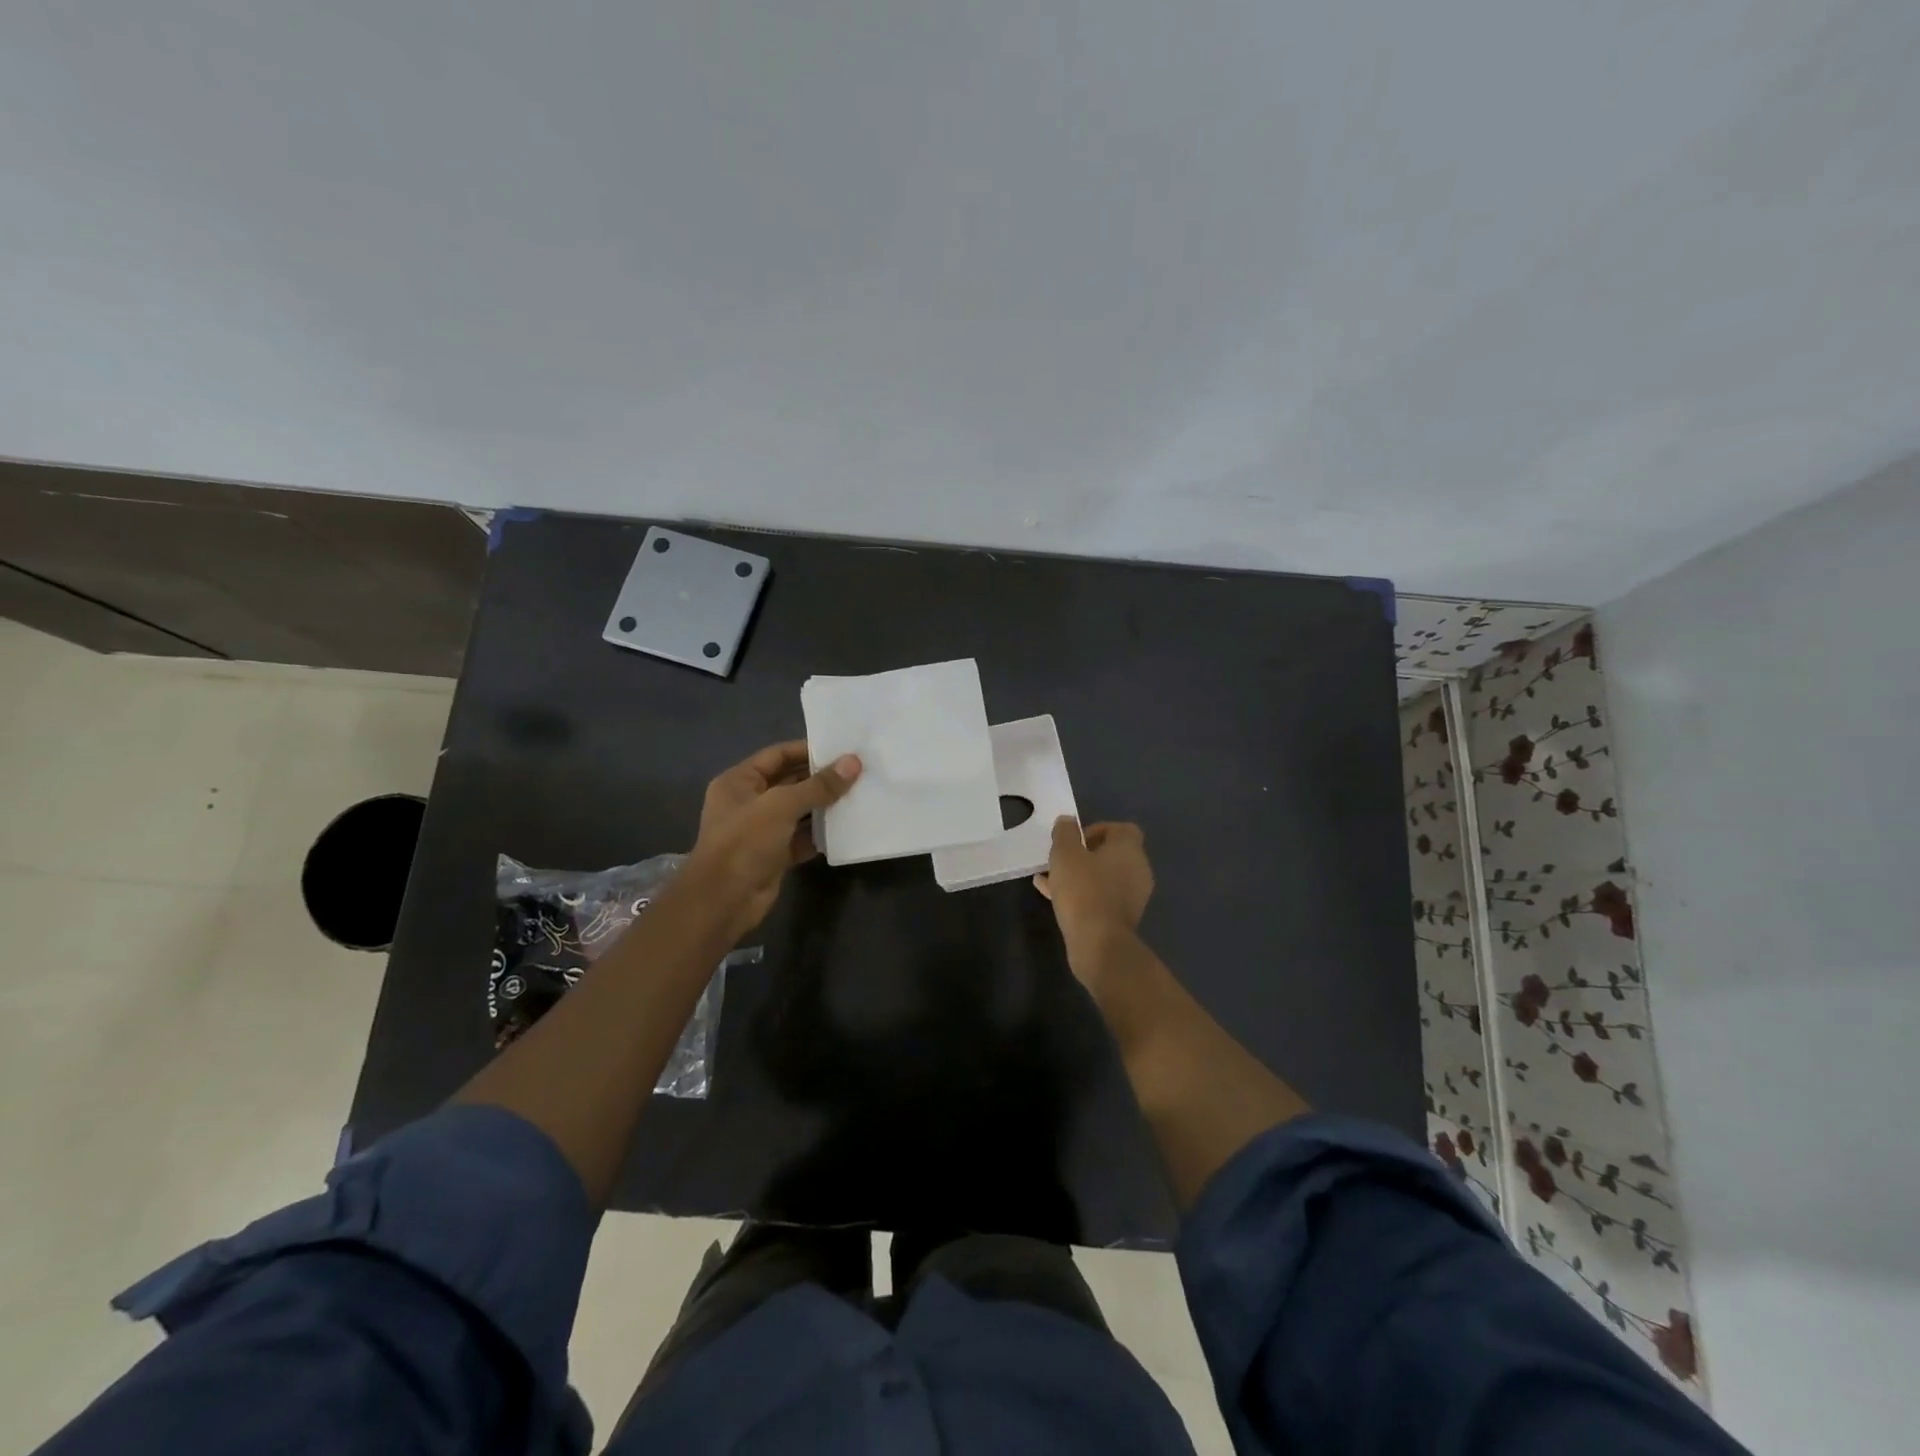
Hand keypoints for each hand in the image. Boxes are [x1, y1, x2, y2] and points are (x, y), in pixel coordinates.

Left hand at [685, 741, 860, 936]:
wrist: (723, 901)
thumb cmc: (745, 842)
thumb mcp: (782, 806)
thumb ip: (818, 785)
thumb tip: (853, 762)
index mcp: (739, 782)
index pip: (777, 755)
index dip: (807, 750)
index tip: (841, 748)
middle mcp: (749, 802)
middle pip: (790, 782)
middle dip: (821, 778)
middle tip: (858, 772)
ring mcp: (761, 831)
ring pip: (798, 812)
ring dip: (824, 806)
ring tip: (859, 795)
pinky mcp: (774, 856)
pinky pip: (802, 838)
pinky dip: (821, 834)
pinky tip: (847, 827)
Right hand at [1034, 817, 1153, 960]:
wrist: (1099, 943)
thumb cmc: (1083, 890)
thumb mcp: (1065, 854)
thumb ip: (1065, 833)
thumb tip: (1068, 821)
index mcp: (1129, 849)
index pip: (1121, 829)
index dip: (1097, 829)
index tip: (1075, 840)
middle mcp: (1137, 869)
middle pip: (1112, 853)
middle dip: (1084, 854)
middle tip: (1061, 860)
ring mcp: (1133, 896)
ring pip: (1103, 877)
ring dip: (1080, 875)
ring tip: (1049, 879)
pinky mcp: (1123, 917)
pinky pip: (1101, 896)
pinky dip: (1082, 893)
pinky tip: (1053, 897)